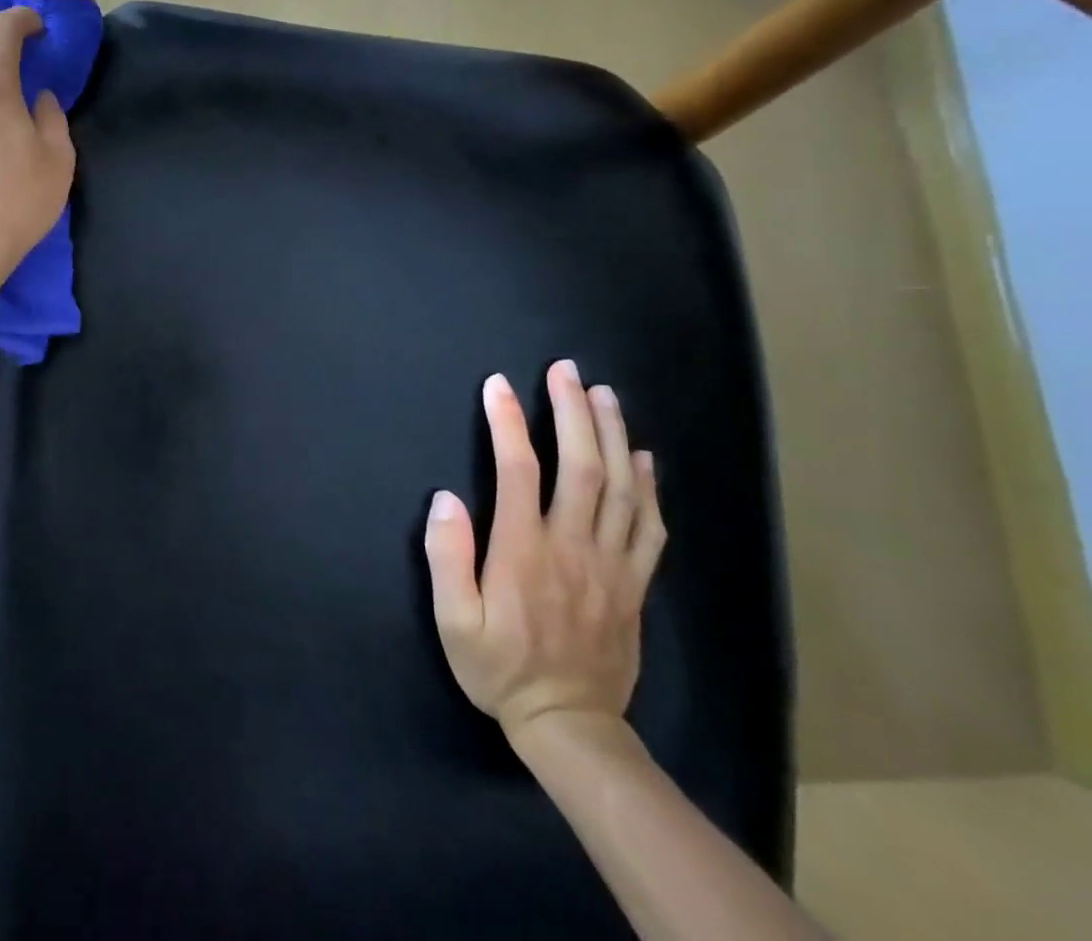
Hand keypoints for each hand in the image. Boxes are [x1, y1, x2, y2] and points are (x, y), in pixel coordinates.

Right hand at [424, 360, 665, 743]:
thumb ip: (447, 557)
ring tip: (605, 395)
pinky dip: (650, 487)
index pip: (518, 470)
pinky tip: (644, 457)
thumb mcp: (453, 620)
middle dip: (573, 412)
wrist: (570, 726)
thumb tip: (446, 497)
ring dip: (614, 436)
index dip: (508, 422)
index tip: (498, 385)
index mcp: (524, 551)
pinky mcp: (634, 584)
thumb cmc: (500, 667)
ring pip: (623, 488)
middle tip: (566, 371)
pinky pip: (650, 527)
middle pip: (583, 467)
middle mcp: (573, 547)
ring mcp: (612, 565)